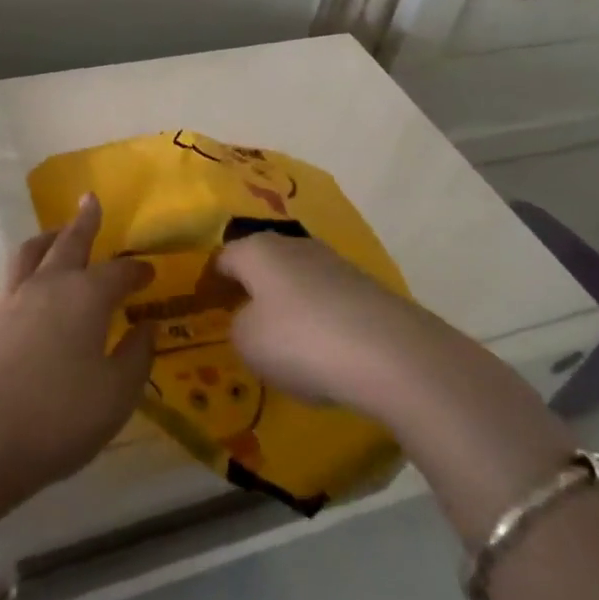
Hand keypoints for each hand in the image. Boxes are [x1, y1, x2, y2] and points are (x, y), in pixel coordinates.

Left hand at [0, 194, 154, 509]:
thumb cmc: (58, 415)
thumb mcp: (115, 395)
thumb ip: (135, 358)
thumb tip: (147, 328)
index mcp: (86, 296)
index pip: (118, 273)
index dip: (136, 272)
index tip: (148, 273)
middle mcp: (49, 285)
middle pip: (70, 242)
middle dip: (84, 221)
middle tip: (91, 200)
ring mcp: (13, 298)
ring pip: (31, 251)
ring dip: (48, 237)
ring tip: (56, 232)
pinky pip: (10, 276)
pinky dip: (25, 267)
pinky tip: (26, 281)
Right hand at [216, 233, 414, 413]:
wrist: (392, 354)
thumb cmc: (302, 341)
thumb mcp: (248, 342)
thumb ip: (238, 326)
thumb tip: (252, 319)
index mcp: (257, 250)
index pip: (222, 259)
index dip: (210, 284)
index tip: (205, 310)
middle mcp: (294, 245)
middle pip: (262, 265)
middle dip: (251, 291)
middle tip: (242, 325)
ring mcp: (334, 263)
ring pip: (297, 282)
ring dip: (287, 306)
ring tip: (284, 344)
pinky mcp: (366, 288)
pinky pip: (328, 302)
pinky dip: (319, 321)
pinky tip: (322, 352)